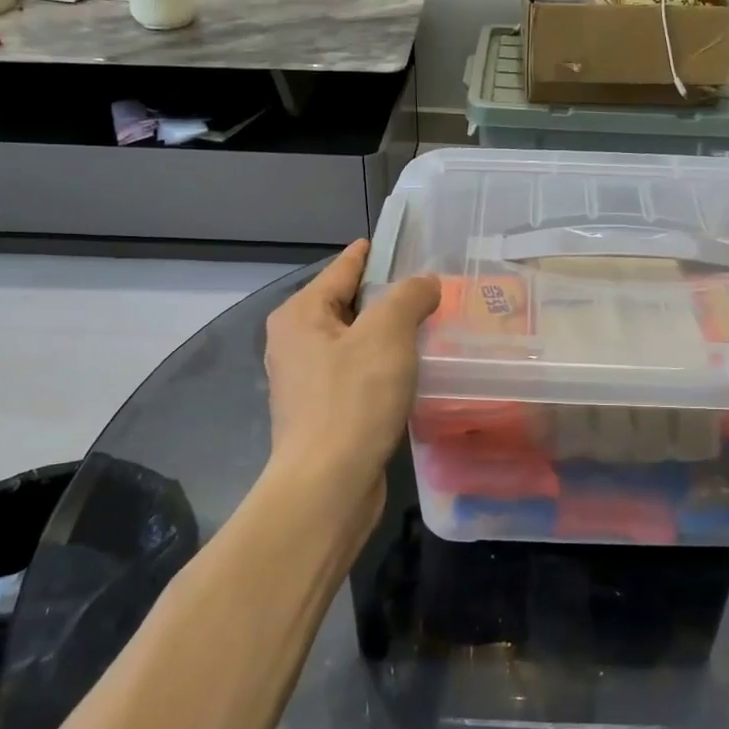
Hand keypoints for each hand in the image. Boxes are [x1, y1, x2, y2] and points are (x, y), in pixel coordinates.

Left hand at [263, 241, 440, 526]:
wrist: (327, 486)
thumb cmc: (353, 398)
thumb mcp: (387, 333)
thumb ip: (408, 296)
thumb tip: (424, 283)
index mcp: (301, 315)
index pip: (342, 269)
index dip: (372, 253)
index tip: (400, 242)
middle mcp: (295, 342)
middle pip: (348, 305)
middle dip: (388, 297)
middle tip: (433, 289)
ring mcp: (307, 381)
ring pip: (356, 342)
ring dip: (389, 335)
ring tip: (431, 326)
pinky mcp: (323, 413)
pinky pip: (358, 374)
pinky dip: (384, 366)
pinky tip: (414, 371)